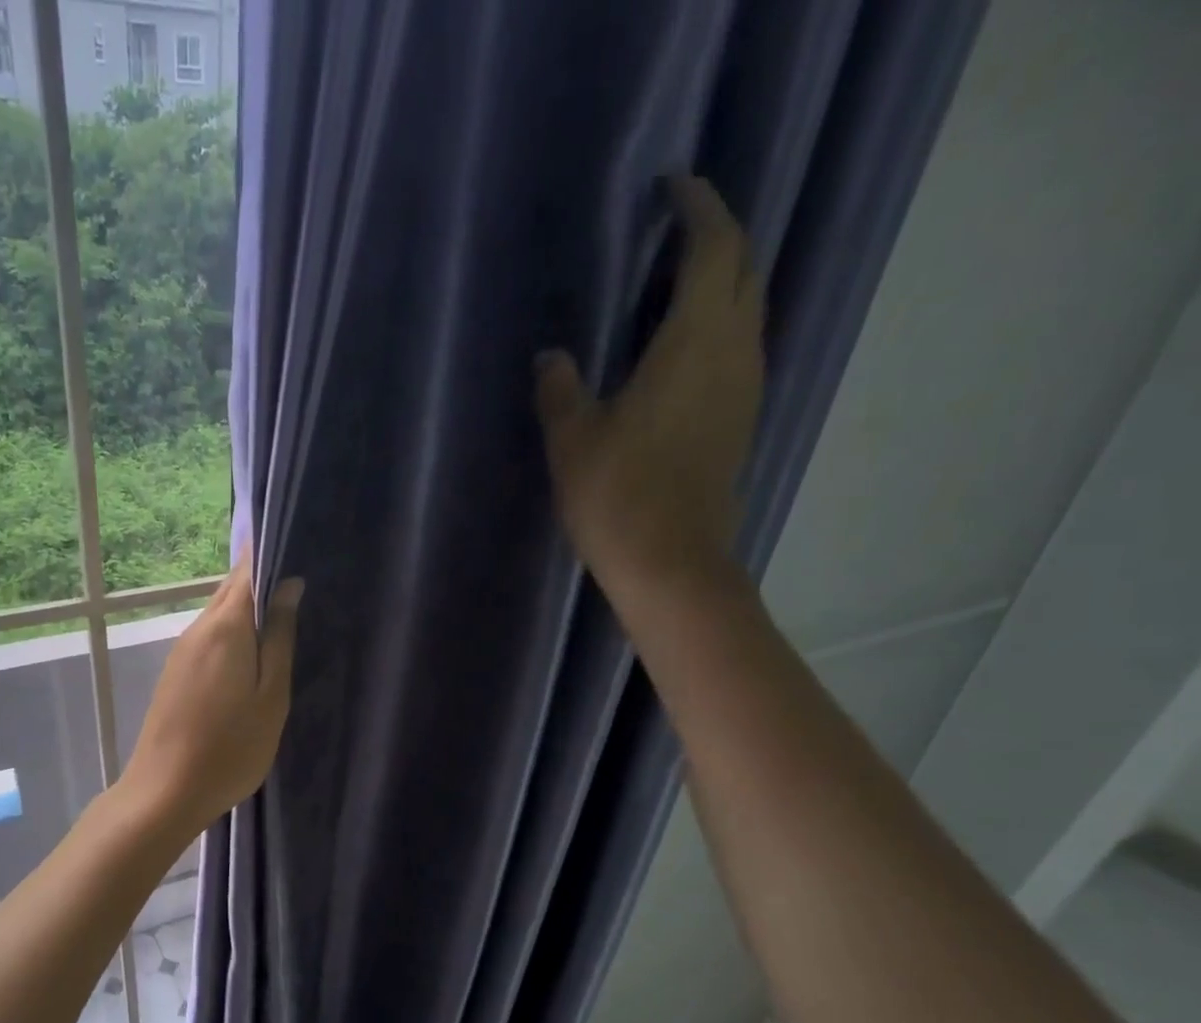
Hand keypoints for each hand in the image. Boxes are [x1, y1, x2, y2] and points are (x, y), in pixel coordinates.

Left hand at [122, 552, 302, 841]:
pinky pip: (210, 636)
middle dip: (262, 578)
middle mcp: (198, 628)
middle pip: (231, 588)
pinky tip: (252, 649)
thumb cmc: (230, 747)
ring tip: (284, 613)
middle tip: (301, 580)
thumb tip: (289, 584)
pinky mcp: (176, 672)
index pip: (247, 569)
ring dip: (248, 607)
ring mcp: (182, 651)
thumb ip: (280, 638)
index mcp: (225, 626)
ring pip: (219, 613)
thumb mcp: (270, 695)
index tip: (300, 546)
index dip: (271, 552)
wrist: (166, 790)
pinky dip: (233, 632)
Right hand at [535, 175, 765, 592]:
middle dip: (715, 237)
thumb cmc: (618, 494)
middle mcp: (734, 348)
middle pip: (742, 268)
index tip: (672, 186)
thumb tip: (551, 357)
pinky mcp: (740, 417)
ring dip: (720, 282)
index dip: (697, 206)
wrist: (671, 561)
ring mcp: (744, 385)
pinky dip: (717, 325)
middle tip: (672, 231)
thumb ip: (560, 389)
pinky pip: (738, 346)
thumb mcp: (572, 439)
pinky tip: (682, 347)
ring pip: (747, 307)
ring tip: (674, 284)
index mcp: (695, 339)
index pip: (714, 245)